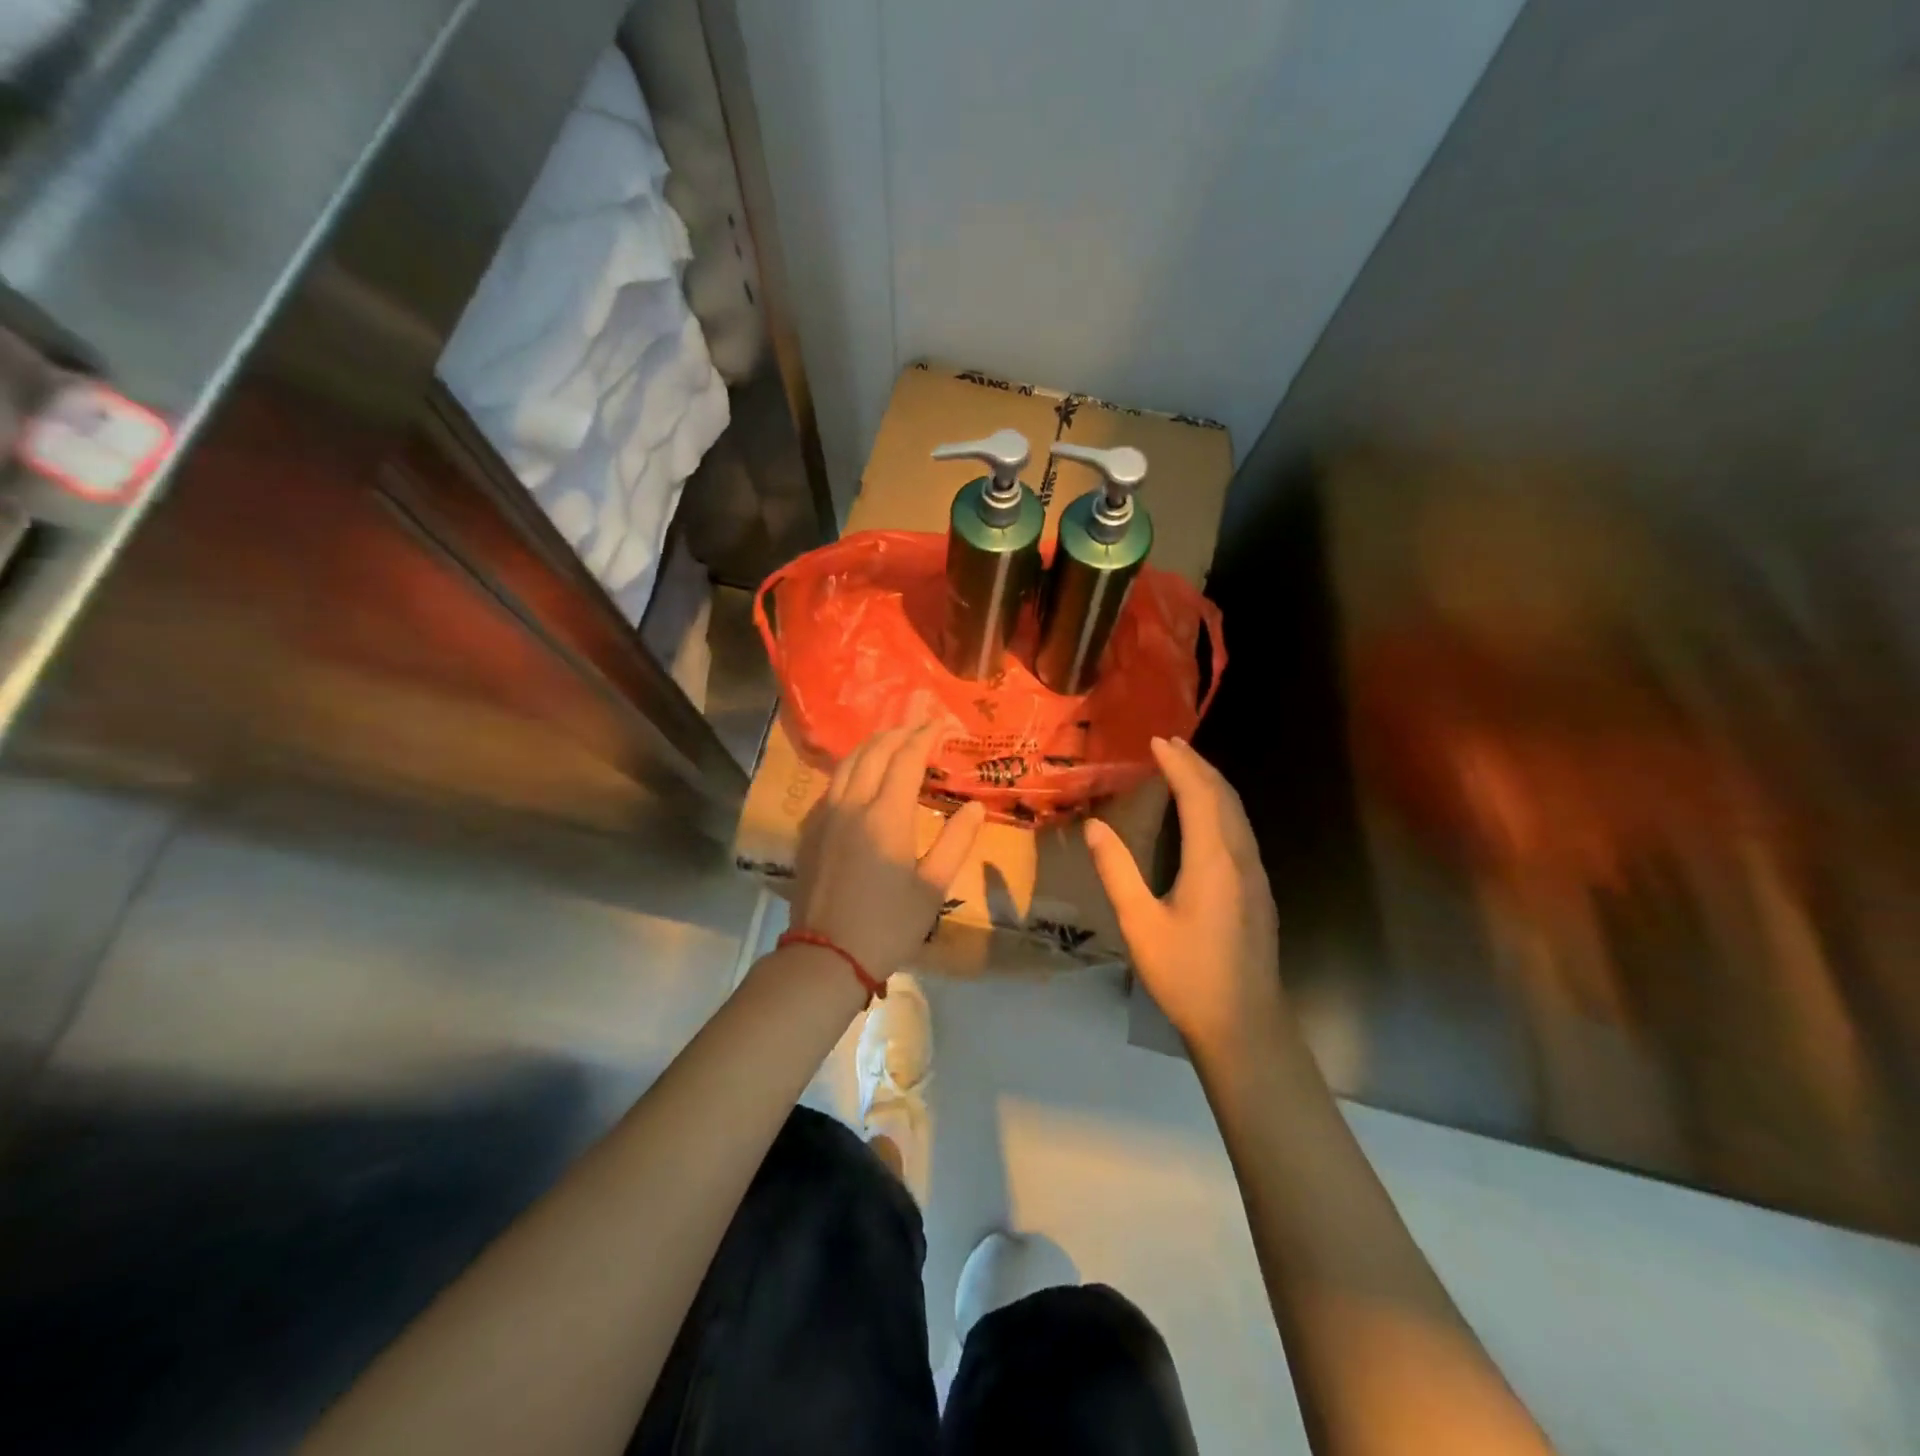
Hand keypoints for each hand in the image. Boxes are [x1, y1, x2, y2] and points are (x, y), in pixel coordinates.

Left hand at [793, 705, 986, 981]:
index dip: (925, 736)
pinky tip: (859, 778)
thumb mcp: (933, 887)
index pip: (906, 758)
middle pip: (874, 752)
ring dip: (871, 746)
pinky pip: (831, 785)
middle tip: (919, 728)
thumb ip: (956, 841)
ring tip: (891, 742)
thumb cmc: (888, 924)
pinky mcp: (810, 831)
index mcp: (886, 814)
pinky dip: (850, 768)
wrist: (826, 956)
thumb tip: (974, 806)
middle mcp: (852, 803)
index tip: (942, 724)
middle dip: (898, 734)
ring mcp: (825, 815)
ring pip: (846, 764)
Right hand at [1085, 737, 1285, 1056]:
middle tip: (1169, 743)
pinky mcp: (1257, 890)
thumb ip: (1117, 872)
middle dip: (1198, 765)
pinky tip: (1206, 814)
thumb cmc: (1187, 975)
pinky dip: (1221, 806)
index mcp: (1213, 861)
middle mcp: (1240, 858)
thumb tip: (1095, 826)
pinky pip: (1241, 830)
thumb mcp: (1140, 925)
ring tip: (1185, 767)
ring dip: (1212, 783)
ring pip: (1237, 812)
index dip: (1179, 764)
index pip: (1199, 795)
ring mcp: (1255, 874)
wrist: (1243, 1024)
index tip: (1156, 740)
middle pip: (1224, 796)